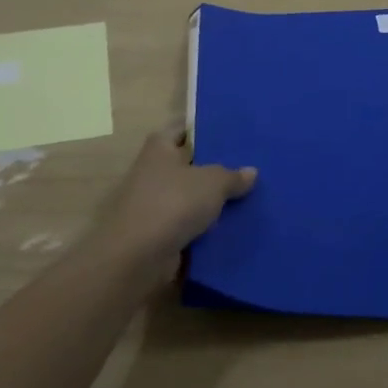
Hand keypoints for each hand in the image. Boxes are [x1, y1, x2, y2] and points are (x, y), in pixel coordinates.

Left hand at [98, 128, 255, 273]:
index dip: (206, 129)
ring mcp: (154, 204)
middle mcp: (153, 171)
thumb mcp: (213, 182)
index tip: (232, 133)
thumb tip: (251, 172)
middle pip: (190, 164)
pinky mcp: (158, 234)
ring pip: (191, 197)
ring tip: (249, 197)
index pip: (184, 129)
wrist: (136, 258)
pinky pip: (189, 225)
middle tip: (249, 166)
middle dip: (215, 168)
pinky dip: (206, 228)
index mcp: (160, 147)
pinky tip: (234, 227)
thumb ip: (232, 175)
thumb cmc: (173, 203)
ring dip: (212, 201)